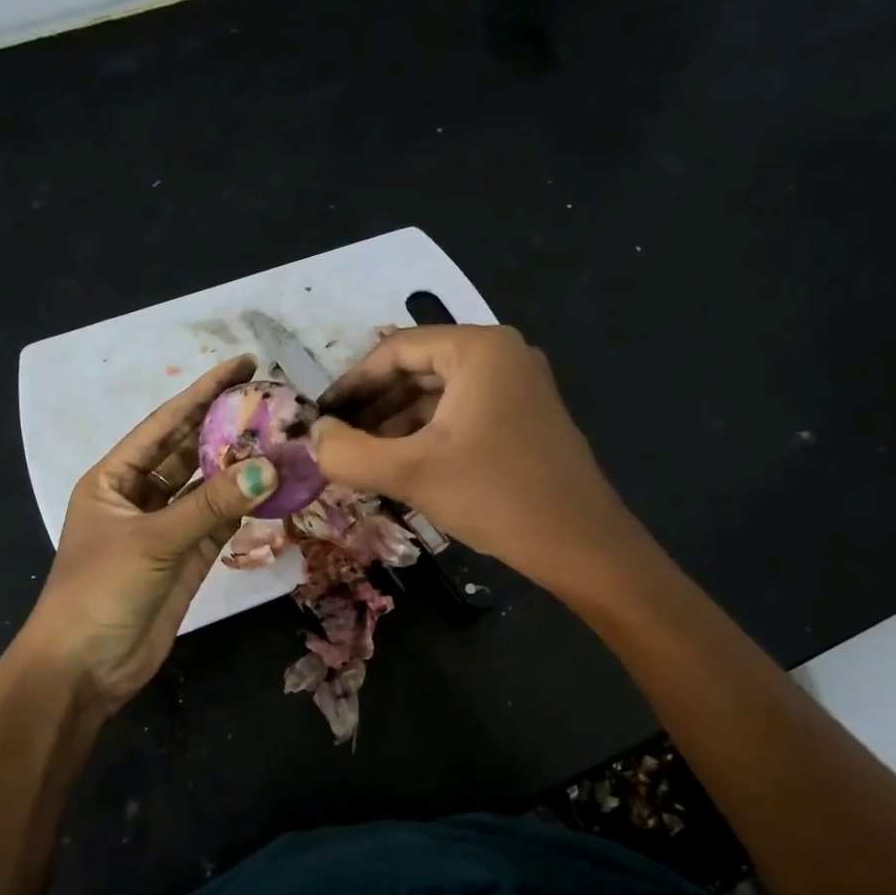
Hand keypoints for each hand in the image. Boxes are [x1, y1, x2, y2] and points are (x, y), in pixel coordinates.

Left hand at [18, 357, 280, 713]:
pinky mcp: (188, 559)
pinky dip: (246, 506)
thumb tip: (272, 466)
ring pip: (210, 487)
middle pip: (190, 451)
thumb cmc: (99, 592)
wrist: (84, 669)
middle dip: (228, 426)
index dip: (203, 392)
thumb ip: (212, 504)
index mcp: (114, 478)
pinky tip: (275, 485)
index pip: (165, 424)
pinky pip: (221, 522)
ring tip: (285, 439)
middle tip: (274, 400)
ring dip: (242, 467)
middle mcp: (141, 496)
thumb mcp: (152, 541)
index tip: (243, 365)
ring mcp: (167, 529)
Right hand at [312, 325, 633, 585]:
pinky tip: (403, 465)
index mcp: (479, 349)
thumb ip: (348, 453)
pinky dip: (428, 435)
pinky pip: (463, 415)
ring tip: (363, 458)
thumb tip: (314, 437)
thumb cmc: (495, 496)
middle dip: (374, 406)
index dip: (351, 383)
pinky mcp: (526, 419)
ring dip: (397, 423)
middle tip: (338, 440)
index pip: (395, 350)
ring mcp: (519, 387)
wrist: (581, 545)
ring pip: (440, 395)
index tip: (320, 416)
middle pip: (418, 369)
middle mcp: (502, 356)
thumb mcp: (411, 473)